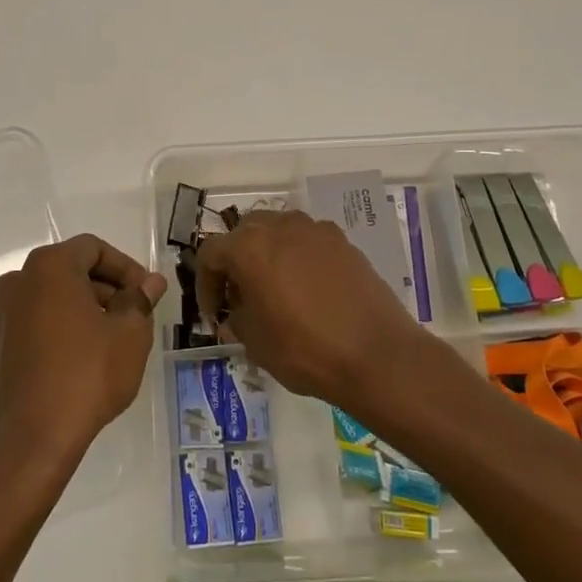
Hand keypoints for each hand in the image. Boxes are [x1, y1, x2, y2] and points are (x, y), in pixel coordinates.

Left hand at [0, 235, 166, 465]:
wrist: (33, 437)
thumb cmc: (88, 374)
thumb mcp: (130, 334)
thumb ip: (139, 300)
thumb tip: (150, 282)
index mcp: (49, 267)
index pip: (93, 248)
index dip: (125, 267)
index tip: (145, 293)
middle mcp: (16, 283)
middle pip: (67, 272)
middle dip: (102, 290)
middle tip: (130, 318)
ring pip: (45, 302)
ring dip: (76, 312)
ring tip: (103, 343)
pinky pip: (27, 331)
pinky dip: (51, 337)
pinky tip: (71, 366)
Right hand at [195, 210, 431, 410]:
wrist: (377, 355)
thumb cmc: (304, 348)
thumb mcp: (254, 342)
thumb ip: (236, 318)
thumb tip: (237, 313)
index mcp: (249, 246)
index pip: (211, 253)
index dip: (205, 284)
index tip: (214, 313)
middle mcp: (281, 226)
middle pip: (245, 233)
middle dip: (236, 262)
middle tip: (240, 296)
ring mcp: (316, 231)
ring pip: (279, 232)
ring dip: (268, 254)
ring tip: (274, 289)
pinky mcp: (345, 243)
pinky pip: (309, 242)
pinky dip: (298, 258)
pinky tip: (307, 290)